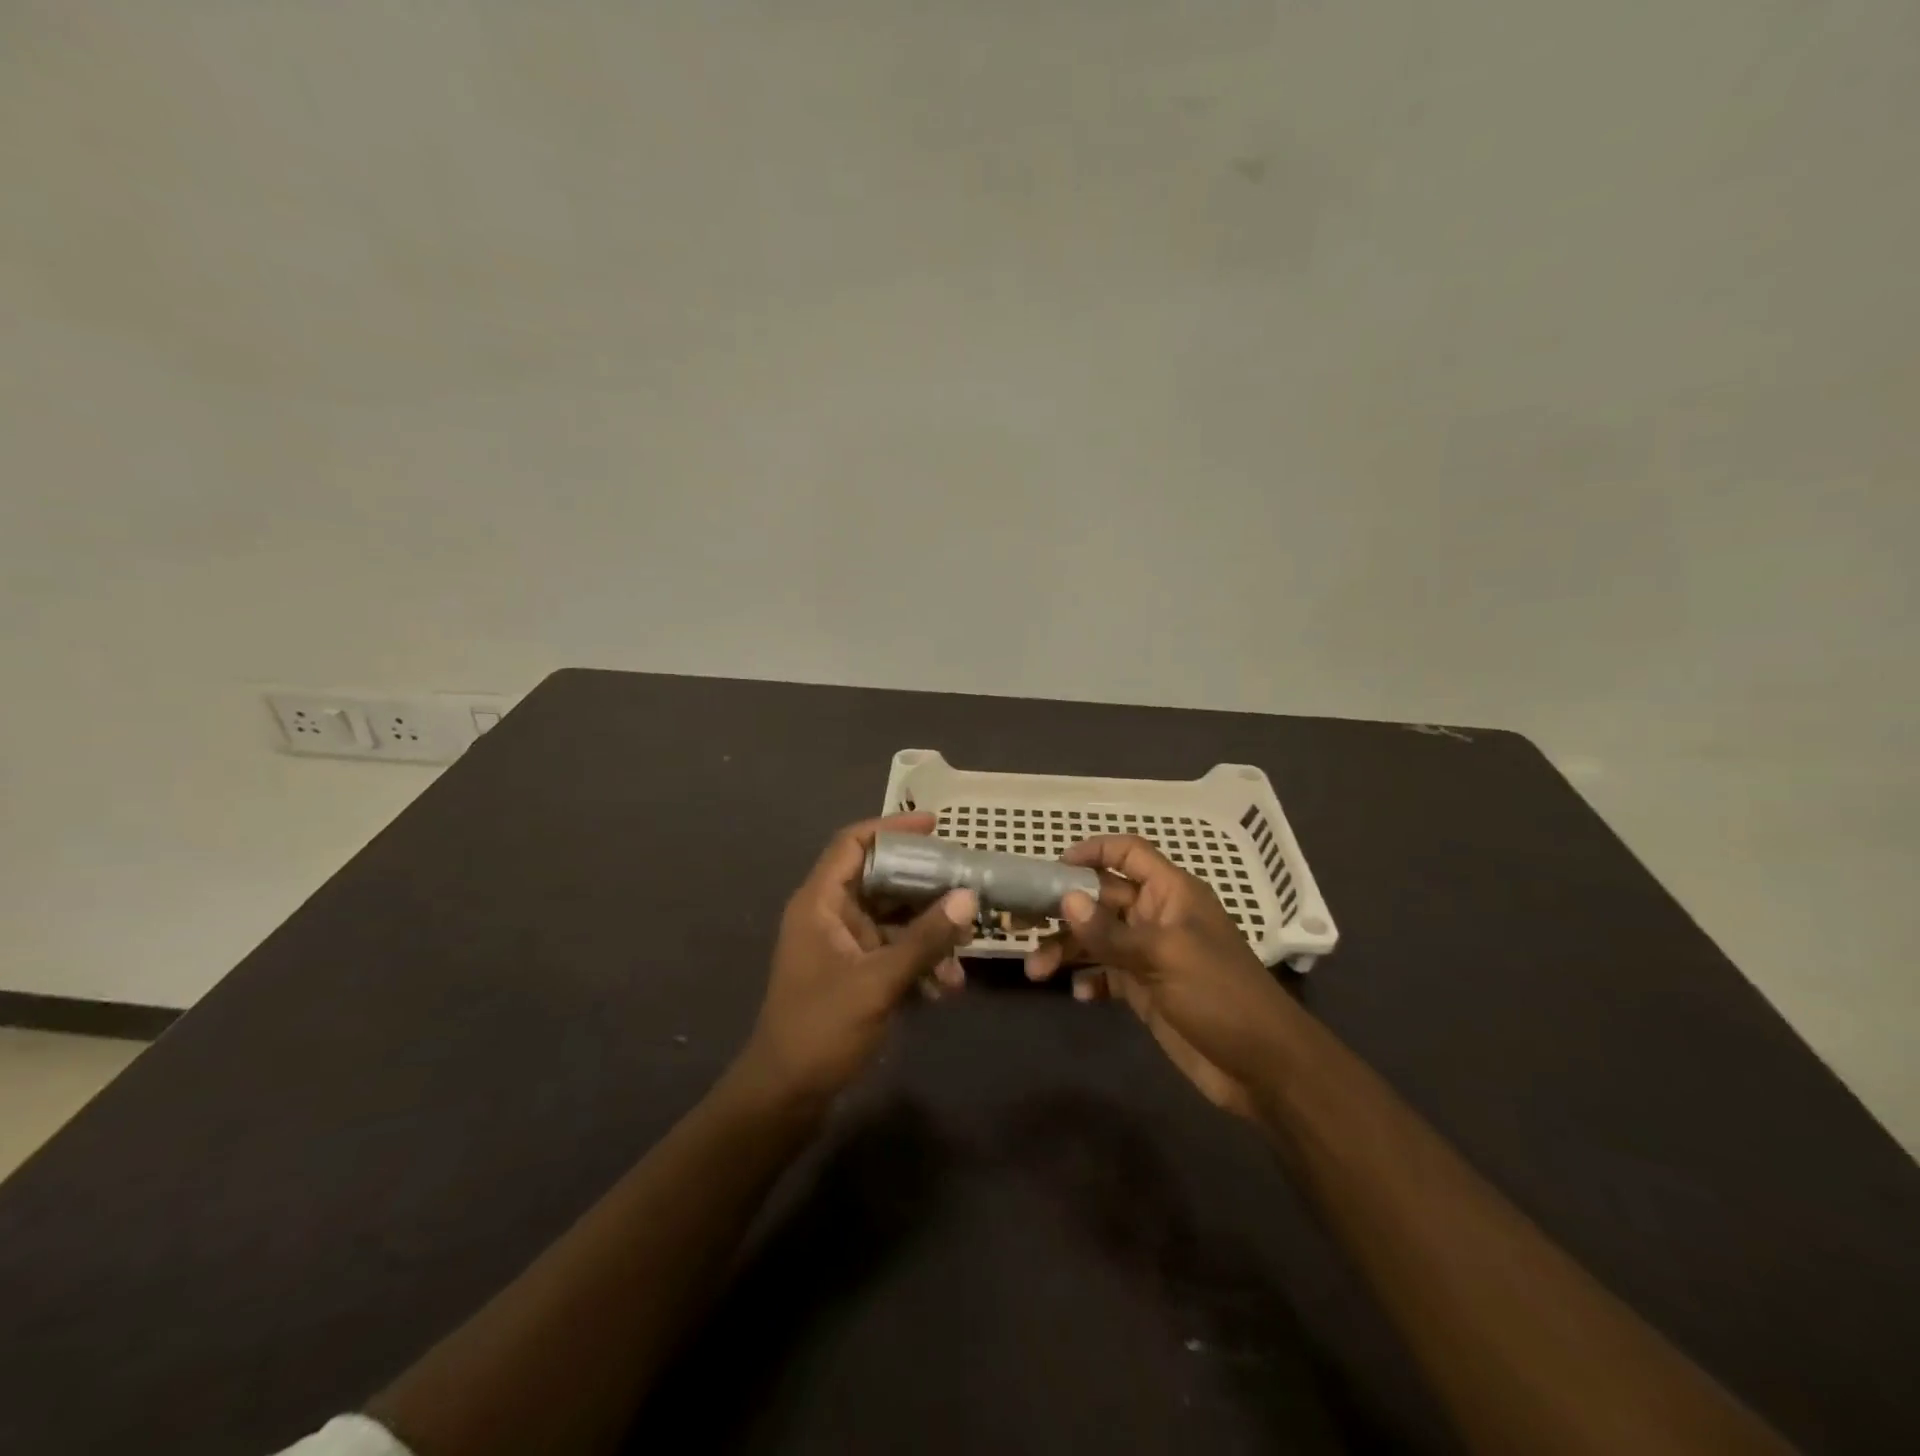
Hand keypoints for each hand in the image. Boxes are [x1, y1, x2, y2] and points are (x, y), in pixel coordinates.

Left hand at [739, 813, 976, 1106]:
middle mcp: (829, 915)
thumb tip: (969, 897)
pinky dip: (919, 961)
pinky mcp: (854, 973)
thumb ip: (925, 939)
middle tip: (966, 885)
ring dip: (928, 933)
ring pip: (893, 919)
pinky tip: (946, 986)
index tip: (935, 825)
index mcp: (819, 903)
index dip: (891, 827)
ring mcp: (842, 946)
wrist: (786, 1096)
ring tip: (964, 952)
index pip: (853, 844)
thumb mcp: (877, 981)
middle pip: (881, 879)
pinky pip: (893, 951)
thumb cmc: (821, 1029)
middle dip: (925, 886)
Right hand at [1024, 835, 1293, 1117]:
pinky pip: (1107, 974)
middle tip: (1019, 923)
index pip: (1129, 854)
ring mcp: (1150, 955)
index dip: (1094, 851)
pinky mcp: (1145, 990)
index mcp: (1172, 893)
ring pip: (1097, 939)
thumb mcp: (1164, 957)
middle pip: (1101, 898)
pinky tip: (1078, 994)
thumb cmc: (1220, 995)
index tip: (1054, 866)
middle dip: (1063, 909)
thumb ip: (1111, 931)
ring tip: (1034, 971)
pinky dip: (1089, 979)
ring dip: (1066, 950)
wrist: (1262, 1067)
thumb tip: (1065, 900)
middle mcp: (1157, 917)